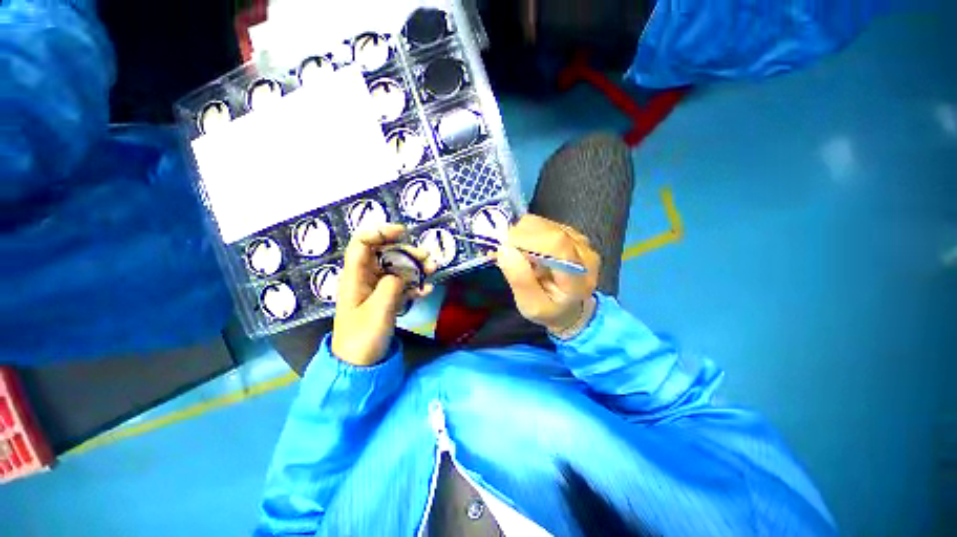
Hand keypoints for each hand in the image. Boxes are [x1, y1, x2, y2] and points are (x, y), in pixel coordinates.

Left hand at [332, 224, 434, 365]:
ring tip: (433, 271)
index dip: (379, 232)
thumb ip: (390, 286)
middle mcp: (365, 278)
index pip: (362, 243)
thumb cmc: (362, 337)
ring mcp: (377, 288)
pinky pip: (402, 285)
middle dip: (407, 252)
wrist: (360, 365)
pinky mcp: (386, 299)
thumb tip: (400, 274)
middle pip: (385, 254)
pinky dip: (415, 285)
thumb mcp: (378, 311)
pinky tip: (426, 291)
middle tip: (427, 258)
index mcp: (355, 276)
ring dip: (416, 268)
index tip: (402, 232)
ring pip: (397, 269)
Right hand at [496, 215, 599, 333]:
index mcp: (578, 277)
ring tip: (515, 251)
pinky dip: (526, 231)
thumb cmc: (550, 310)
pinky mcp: (570, 232)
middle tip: (505, 251)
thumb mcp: (531, 306)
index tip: (504, 247)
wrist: (571, 307)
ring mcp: (579, 240)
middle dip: (520, 236)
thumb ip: (520, 280)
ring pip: (543, 223)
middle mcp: (584, 253)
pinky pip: (543, 223)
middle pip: (549, 230)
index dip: (527, 240)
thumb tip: (505, 249)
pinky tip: (524, 247)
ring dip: (521, 233)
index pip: (557, 245)